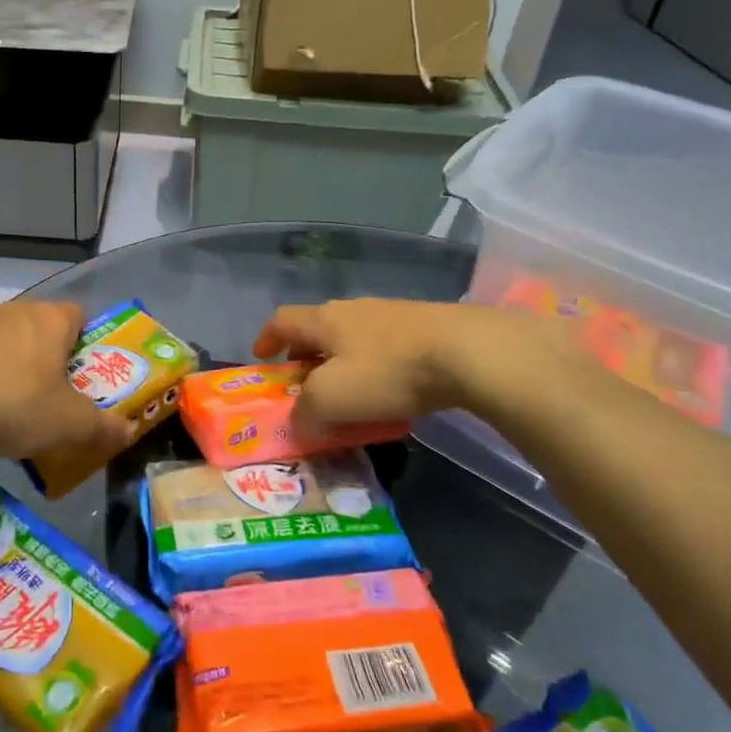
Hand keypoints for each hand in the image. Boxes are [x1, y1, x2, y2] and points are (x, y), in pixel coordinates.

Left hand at [0, 300, 134, 463]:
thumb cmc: (16, 406)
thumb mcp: (72, 426)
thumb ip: (105, 428)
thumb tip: (128, 433)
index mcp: (49, 320)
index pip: (79, 315)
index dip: (87, 344)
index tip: (85, 377)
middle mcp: (13, 313)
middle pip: (41, 329)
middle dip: (49, 359)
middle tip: (54, 397)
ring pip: (4, 343)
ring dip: (11, 367)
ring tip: (12, 410)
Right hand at [254, 298, 556, 438]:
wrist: (468, 352)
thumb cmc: (387, 372)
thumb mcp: (332, 399)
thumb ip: (305, 412)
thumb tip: (299, 422)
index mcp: (325, 320)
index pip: (283, 321)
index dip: (267, 339)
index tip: (262, 358)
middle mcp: (354, 309)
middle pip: (319, 328)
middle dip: (306, 355)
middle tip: (305, 383)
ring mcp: (393, 315)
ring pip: (354, 338)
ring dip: (343, 362)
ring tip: (349, 393)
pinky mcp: (426, 327)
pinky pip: (387, 347)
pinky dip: (376, 368)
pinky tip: (391, 392)